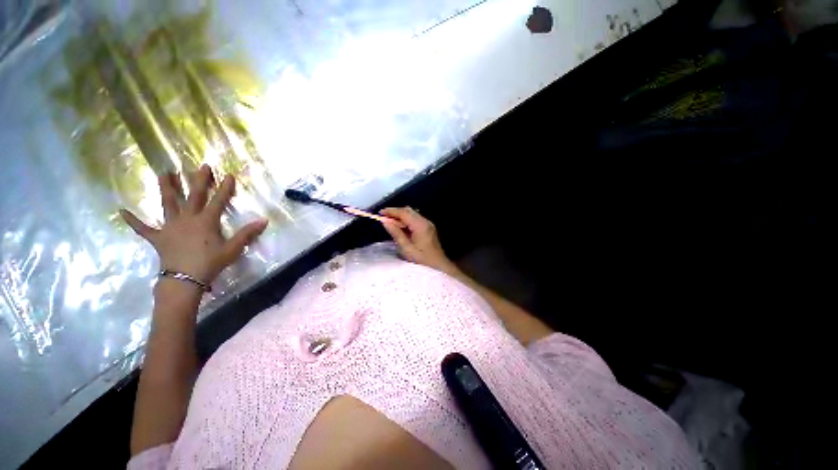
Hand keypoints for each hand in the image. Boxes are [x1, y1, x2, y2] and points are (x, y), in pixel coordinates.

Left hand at [120, 164, 267, 286]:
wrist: (184, 280)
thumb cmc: (211, 263)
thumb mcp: (233, 249)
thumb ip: (247, 233)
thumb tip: (264, 220)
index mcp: (206, 221)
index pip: (218, 201)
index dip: (224, 188)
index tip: (228, 175)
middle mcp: (187, 219)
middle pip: (193, 196)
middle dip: (198, 180)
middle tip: (201, 166)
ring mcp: (170, 227)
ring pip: (167, 204)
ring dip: (166, 188)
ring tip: (164, 173)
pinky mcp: (158, 238)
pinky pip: (143, 228)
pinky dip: (133, 221)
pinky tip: (121, 211)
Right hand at [380, 207, 458, 274]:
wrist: (439, 266)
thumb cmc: (422, 260)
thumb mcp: (406, 249)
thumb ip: (396, 233)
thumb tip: (385, 222)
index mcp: (420, 225)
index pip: (404, 213)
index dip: (391, 211)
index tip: (380, 213)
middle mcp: (425, 221)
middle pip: (408, 211)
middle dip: (395, 212)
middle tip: (383, 218)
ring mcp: (428, 224)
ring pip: (412, 214)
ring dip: (400, 216)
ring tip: (389, 222)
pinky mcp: (428, 228)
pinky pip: (415, 220)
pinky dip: (406, 221)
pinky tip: (399, 227)